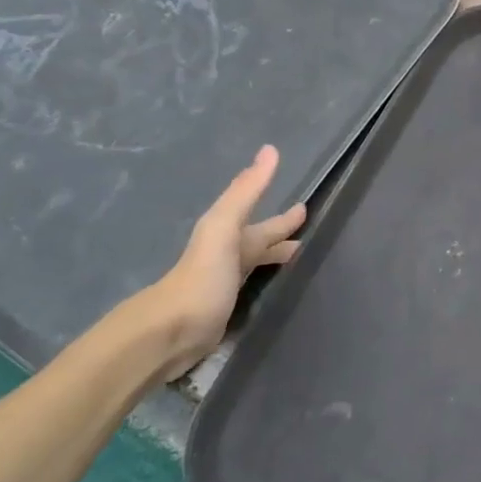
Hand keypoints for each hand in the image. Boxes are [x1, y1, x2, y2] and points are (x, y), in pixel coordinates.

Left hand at [130, 145, 305, 379]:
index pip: (263, 221)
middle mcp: (228, 256)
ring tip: (304, 261)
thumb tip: (270, 150)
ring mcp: (226, 286)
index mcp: (228, 234)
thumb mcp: (224, 227)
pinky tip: (280, 291)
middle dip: (280, 234)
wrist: (170, 332)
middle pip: (259, 241)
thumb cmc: (202, 277)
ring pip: (257, 265)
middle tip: (310, 231)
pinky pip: (254, 289)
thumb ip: (246, 191)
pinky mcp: (227, 313)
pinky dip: (269, 284)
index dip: (283, 216)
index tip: (305, 206)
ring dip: (276, 259)